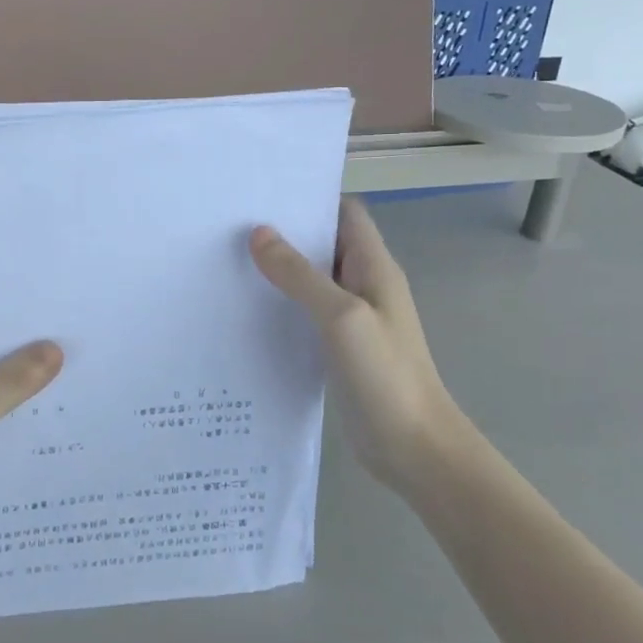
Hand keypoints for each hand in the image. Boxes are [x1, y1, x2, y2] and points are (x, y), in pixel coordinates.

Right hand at [250, 198, 457, 491]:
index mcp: (374, 267)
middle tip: (231, 225)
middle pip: (323, 243)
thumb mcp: (341, 316)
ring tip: (228, 259)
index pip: (345, 213)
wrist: (414, 448)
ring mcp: (351, 318)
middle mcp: (363, 285)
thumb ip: (300, 275)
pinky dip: (280, 304)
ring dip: (278, 269)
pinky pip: (305, 313)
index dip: (310, 198)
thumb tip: (259, 233)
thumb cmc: (385, 374)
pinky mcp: (337, 347)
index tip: (263, 194)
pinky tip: (246, 309)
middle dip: (284, 232)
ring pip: (310, 280)